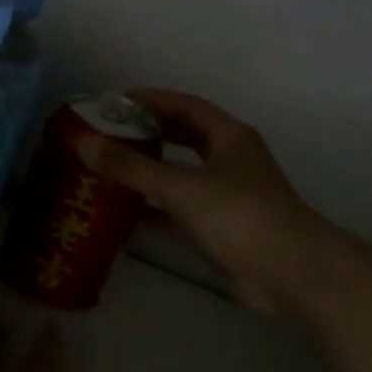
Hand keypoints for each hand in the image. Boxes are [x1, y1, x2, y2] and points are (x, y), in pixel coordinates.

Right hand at [77, 89, 327, 316]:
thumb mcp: (180, 186)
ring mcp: (228, 194)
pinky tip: (125, 214)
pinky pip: (182, 208)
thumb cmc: (238, 215)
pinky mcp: (223, 227)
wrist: (288, 271)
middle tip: (107, 136)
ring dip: (150, 171)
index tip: (113, 104)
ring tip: (109, 170)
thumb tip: (83, 143)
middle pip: (184, 137)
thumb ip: (130, 167)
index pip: (185, 105)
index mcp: (228, 136)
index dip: (150, 100)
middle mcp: (230, 159)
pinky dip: (156, 208)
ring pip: (182, 173)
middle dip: (147, 134)